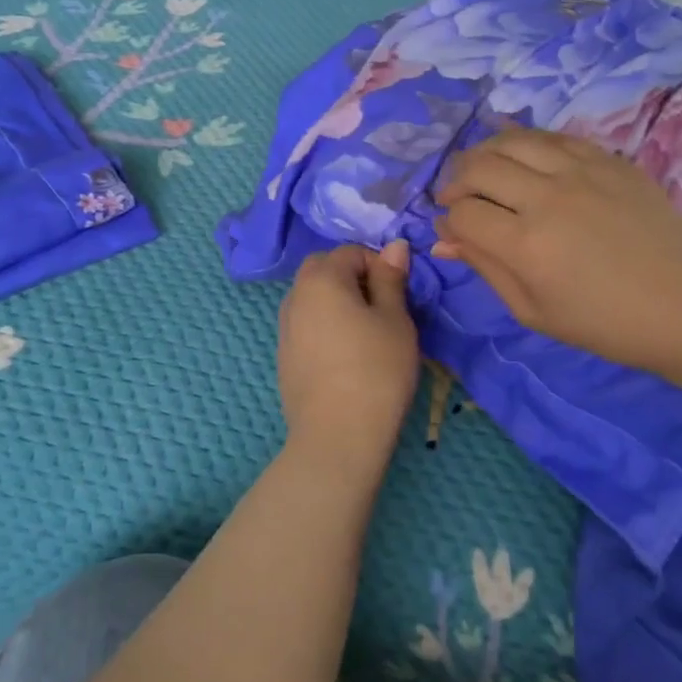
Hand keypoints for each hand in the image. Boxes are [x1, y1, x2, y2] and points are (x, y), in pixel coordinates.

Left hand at [277, 242, 420, 459]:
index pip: (350, 252)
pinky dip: (324, 325)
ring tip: (365, 332)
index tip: (398, 294)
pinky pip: (305, 325)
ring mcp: (284, 328)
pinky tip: (345, 356)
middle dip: (351, 277)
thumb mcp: (395, 320)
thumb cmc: (376, 371)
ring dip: (335, 301)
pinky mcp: (284, 356)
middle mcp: (294, 296)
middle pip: (323, 269)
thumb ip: (391, 279)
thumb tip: (394, 246)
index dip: (378, 265)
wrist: (337, 436)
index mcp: (321, 279)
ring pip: (311, 297)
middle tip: (381, 308)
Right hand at [434, 129, 681, 372]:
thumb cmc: (603, 322)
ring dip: (486, 153)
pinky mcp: (609, 160)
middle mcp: (548, 198)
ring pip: (513, 140)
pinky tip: (524, 160)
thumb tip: (444, 240)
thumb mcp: (532, 311)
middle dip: (456, 181)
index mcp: (526, 245)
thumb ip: (485, 268)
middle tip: (457, 196)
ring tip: (483, 170)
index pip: (463, 212)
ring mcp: (582, 171)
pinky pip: (554, 137)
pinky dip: (527, 143)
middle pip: (479, 167)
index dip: (447, 220)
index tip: (451, 230)